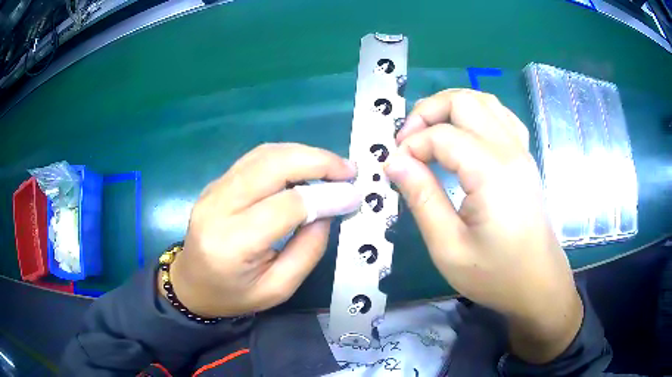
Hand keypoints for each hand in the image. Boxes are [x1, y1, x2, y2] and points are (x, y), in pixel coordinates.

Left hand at [164, 143, 357, 317]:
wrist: (191, 285)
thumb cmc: (234, 295)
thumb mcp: (278, 289)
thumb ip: (308, 250)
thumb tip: (329, 210)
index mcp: (233, 243)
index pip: (286, 205)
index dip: (326, 196)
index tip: (354, 195)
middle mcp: (219, 207)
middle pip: (272, 165)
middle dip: (317, 161)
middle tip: (347, 169)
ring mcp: (214, 190)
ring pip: (263, 154)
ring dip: (303, 153)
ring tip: (331, 166)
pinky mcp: (216, 183)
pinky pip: (254, 159)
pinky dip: (285, 156)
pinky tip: (304, 167)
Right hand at [386, 89, 581, 362]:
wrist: (538, 284)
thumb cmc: (496, 274)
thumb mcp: (448, 247)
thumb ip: (421, 198)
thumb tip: (394, 162)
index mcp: (492, 172)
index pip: (442, 135)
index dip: (411, 145)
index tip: (395, 168)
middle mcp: (510, 150)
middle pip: (464, 101)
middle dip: (428, 112)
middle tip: (408, 141)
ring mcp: (521, 150)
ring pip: (484, 101)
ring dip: (451, 107)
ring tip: (430, 132)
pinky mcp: (525, 157)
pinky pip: (500, 116)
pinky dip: (475, 114)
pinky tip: (464, 134)